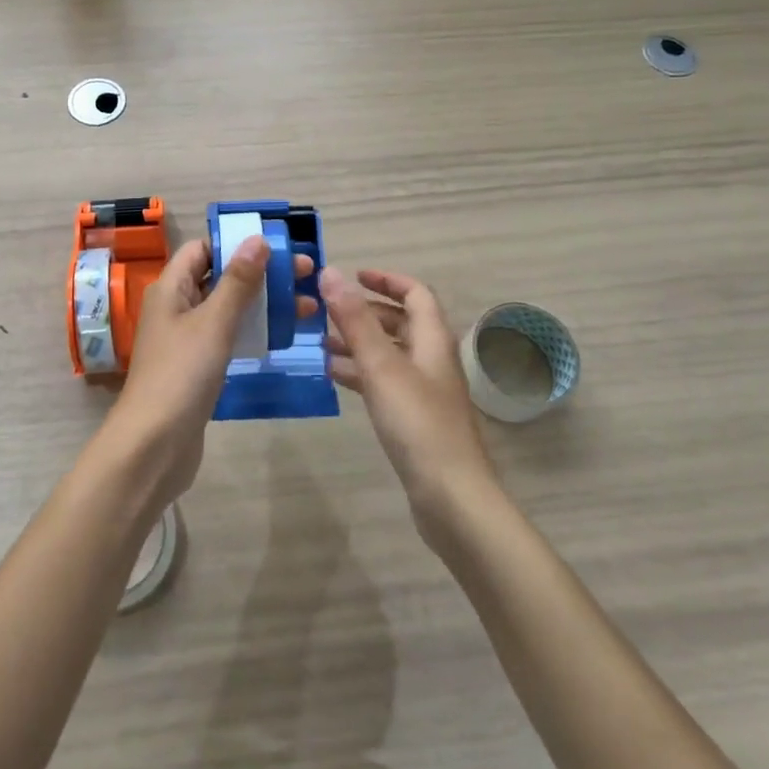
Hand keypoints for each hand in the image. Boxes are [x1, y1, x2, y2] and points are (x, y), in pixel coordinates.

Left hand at [98, 237, 315, 513]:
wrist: (154, 446)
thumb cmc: (182, 374)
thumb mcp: (214, 322)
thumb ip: (238, 281)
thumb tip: (258, 239)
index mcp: (171, 288)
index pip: (203, 249)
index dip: (236, 243)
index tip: (278, 245)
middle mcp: (176, 308)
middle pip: (220, 277)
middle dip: (261, 272)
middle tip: (307, 273)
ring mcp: (186, 339)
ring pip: (228, 309)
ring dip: (263, 303)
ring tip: (308, 305)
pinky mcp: (197, 367)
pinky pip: (228, 336)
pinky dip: (253, 330)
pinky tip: (283, 336)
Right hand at [320, 268, 500, 534]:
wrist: (450, 495)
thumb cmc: (417, 422)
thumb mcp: (381, 365)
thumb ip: (355, 320)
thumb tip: (331, 273)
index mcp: (433, 339)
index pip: (415, 293)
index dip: (386, 280)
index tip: (352, 276)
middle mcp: (432, 359)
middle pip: (401, 322)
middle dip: (364, 312)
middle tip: (326, 311)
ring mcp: (424, 390)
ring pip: (389, 353)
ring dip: (358, 343)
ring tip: (319, 342)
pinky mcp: (414, 418)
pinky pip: (384, 382)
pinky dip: (360, 373)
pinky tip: (332, 376)